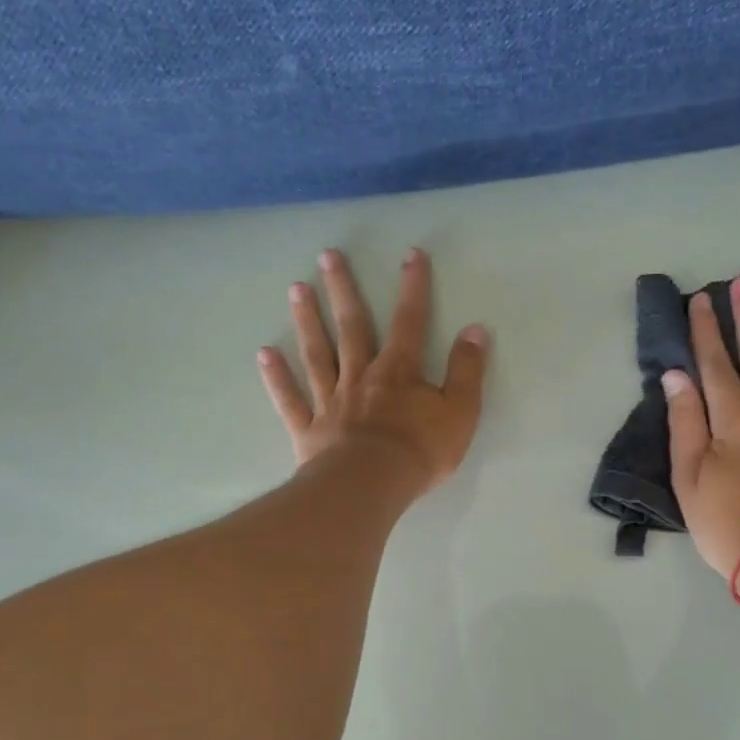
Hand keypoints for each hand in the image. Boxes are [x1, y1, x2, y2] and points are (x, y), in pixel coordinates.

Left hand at [258, 248, 489, 494]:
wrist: (371, 485)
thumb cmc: (419, 451)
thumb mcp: (460, 412)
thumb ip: (467, 372)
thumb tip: (475, 330)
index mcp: (399, 372)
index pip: (410, 321)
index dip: (413, 287)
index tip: (411, 254)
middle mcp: (360, 376)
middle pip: (351, 326)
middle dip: (342, 289)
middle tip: (327, 256)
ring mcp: (331, 401)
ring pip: (317, 354)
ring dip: (307, 321)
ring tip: (296, 289)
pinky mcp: (309, 429)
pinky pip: (291, 399)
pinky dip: (277, 377)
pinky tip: (264, 354)